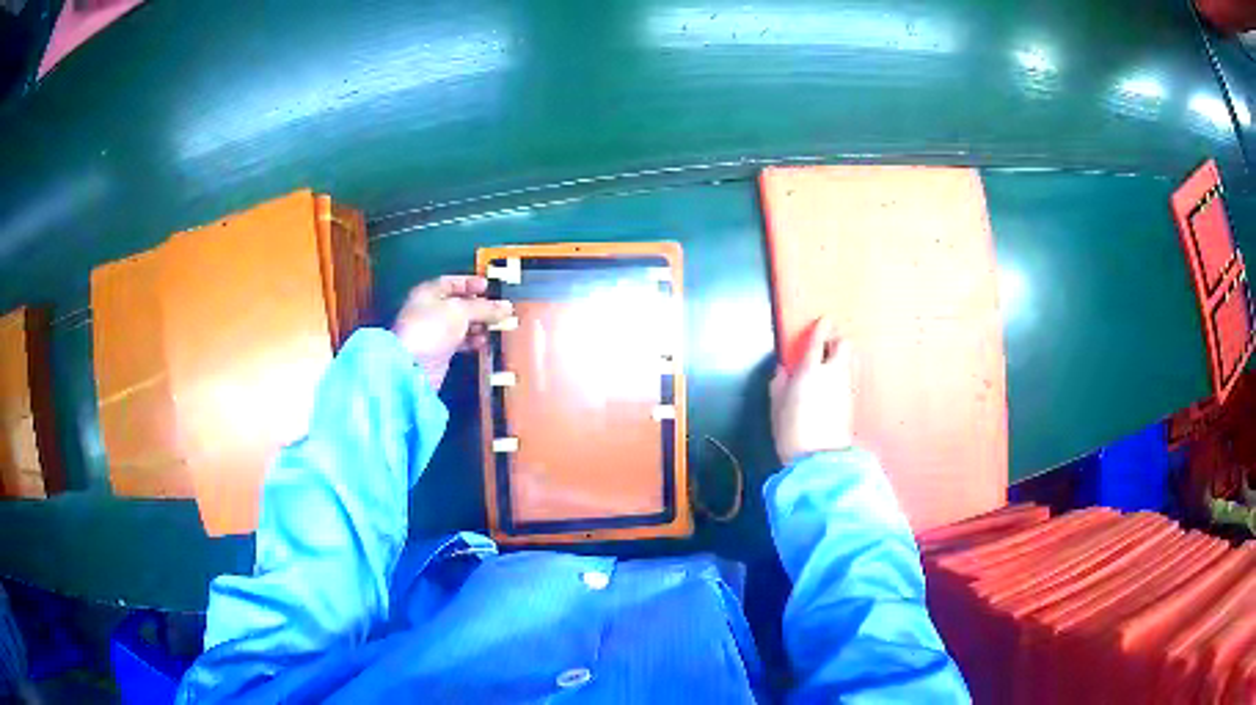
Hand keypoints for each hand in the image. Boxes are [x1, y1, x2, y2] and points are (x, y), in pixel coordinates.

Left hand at [393, 275, 512, 390]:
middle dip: (478, 306)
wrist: (413, 366)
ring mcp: (434, 332)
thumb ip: (484, 308)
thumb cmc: (432, 328)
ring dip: (478, 324)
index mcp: (428, 292)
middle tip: (498, 309)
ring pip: (460, 323)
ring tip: (495, 326)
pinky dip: (472, 341)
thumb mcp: (460, 311)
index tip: (488, 287)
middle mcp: (429, 310)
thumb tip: (507, 307)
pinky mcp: (439, 352)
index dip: (470, 283)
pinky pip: (459, 341)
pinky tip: (484, 342)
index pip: (451, 282)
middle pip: (458, 303)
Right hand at [770, 317, 854, 464]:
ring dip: (842, 357)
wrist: (818, 458)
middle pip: (844, 345)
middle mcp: (833, 372)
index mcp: (811, 369)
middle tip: (827, 345)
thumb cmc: (791, 430)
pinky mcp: (853, 401)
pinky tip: (835, 383)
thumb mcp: (776, 405)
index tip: (824, 320)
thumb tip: (784, 370)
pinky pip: (850, 377)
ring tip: (831, 363)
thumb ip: (780, 383)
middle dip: (837, 341)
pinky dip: (844, 373)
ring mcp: (847, 387)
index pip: (819, 340)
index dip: (822, 327)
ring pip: (850, 360)